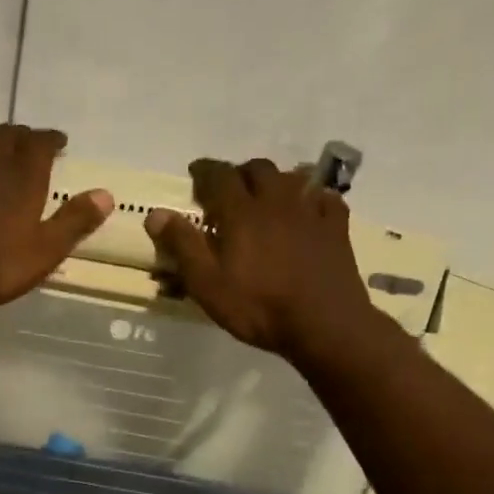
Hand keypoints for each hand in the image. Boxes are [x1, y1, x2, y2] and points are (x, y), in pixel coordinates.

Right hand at [145, 157, 373, 359]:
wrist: (324, 324)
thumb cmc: (259, 307)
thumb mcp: (208, 284)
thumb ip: (183, 246)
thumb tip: (156, 214)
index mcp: (241, 212)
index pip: (218, 175)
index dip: (204, 171)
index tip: (195, 173)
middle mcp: (276, 201)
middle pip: (258, 169)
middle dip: (240, 173)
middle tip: (229, 190)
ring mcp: (311, 211)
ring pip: (292, 177)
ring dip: (275, 181)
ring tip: (266, 198)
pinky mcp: (336, 227)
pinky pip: (325, 198)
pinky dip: (311, 197)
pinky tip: (308, 210)